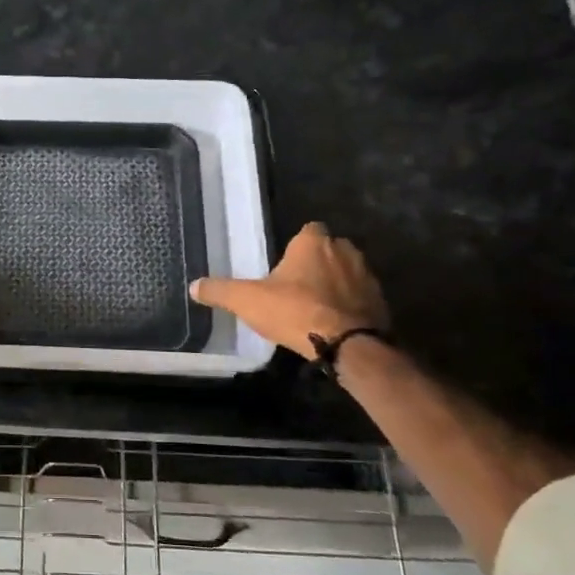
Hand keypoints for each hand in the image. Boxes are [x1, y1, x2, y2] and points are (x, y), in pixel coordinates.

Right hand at [190, 222, 388, 360]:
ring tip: (315, 307)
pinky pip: (361, 298)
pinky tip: (335, 324)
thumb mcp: (247, 300)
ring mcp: (367, 275)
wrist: (348, 344)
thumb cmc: (295, 311)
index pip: (308, 230)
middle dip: (317, 265)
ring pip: (347, 273)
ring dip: (336, 285)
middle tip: (297, 287)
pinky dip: (350, 306)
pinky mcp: (380, 301)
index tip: (286, 264)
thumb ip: (220, 291)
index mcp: (313, 242)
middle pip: (329, 250)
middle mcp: (344, 250)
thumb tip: (193, 286)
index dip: (297, 246)